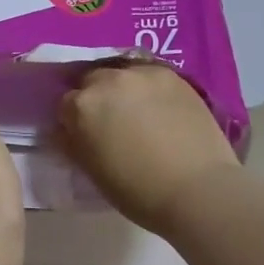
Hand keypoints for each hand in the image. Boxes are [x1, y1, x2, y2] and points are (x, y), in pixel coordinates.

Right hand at [57, 64, 240, 235]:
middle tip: (110, 121)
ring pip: (120, 73)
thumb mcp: (91, 170)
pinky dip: (147, 87)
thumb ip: (73, 142)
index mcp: (82, 106)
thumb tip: (66, 129)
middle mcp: (108, 80)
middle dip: (95, 97)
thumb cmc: (138, 190)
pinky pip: (148, 74)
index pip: (65, 103)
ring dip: (121, 88)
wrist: (198, 190)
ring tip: (135, 110)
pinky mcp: (171, 75)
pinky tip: (158, 106)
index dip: (73, 120)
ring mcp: (142, 74)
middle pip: (91, 80)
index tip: (84, 133)